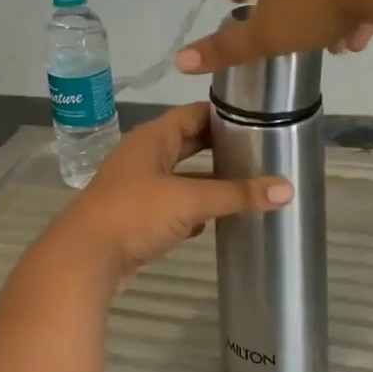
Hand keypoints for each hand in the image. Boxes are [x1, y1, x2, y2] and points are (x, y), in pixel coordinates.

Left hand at [47, 103, 292, 284]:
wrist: (85, 258)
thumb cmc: (135, 213)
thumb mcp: (190, 199)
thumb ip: (237, 194)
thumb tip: (287, 189)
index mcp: (152, 138)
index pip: (193, 114)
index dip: (223, 113)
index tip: (257, 117)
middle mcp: (144, 156)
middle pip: (187, 144)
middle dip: (219, 148)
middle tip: (259, 150)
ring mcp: (138, 187)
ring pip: (181, 177)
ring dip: (208, 182)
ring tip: (246, 184)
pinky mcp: (137, 217)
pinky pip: (172, 206)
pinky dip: (193, 211)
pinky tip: (215, 221)